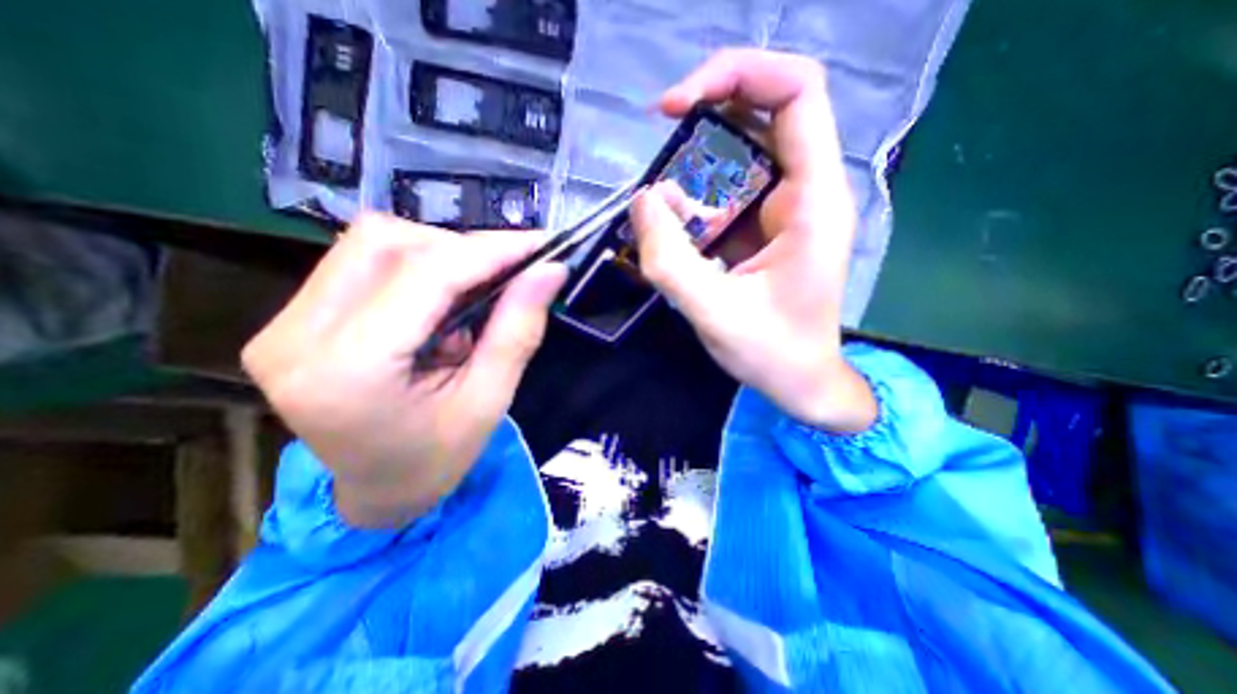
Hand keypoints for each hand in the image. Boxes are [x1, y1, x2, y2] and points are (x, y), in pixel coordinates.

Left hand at [238, 221, 564, 528]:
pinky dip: (416, 266)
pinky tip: (440, 300)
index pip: (424, 275)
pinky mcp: (290, 319)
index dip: (489, 251)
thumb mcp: (489, 400)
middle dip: (463, 250)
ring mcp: (282, 323)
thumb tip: (550, 271)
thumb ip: (518, 330)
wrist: (376, 492)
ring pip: (372, 242)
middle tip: (509, 272)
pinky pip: (361, 261)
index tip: (539, 246)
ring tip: (473, 293)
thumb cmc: (437, 459)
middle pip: (388, 244)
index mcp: (348, 371)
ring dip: (439, 255)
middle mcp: (296, 336)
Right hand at [630, 50, 878, 429]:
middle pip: (763, 114)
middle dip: (705, 120)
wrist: (801, 381)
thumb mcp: (714, 313)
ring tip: (665, 208)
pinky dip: (696, 201)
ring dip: (695, 169)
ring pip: (741, 156)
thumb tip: (643, 201)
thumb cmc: (772, 354)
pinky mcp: (767, 228)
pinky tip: (676, 230)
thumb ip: (671, 260)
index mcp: (813, 201)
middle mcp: (807, 191)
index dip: (736, 74)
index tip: (675, 107)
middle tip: (660, 150)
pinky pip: (730, 193)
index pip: (795, 92)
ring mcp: (787, 209)